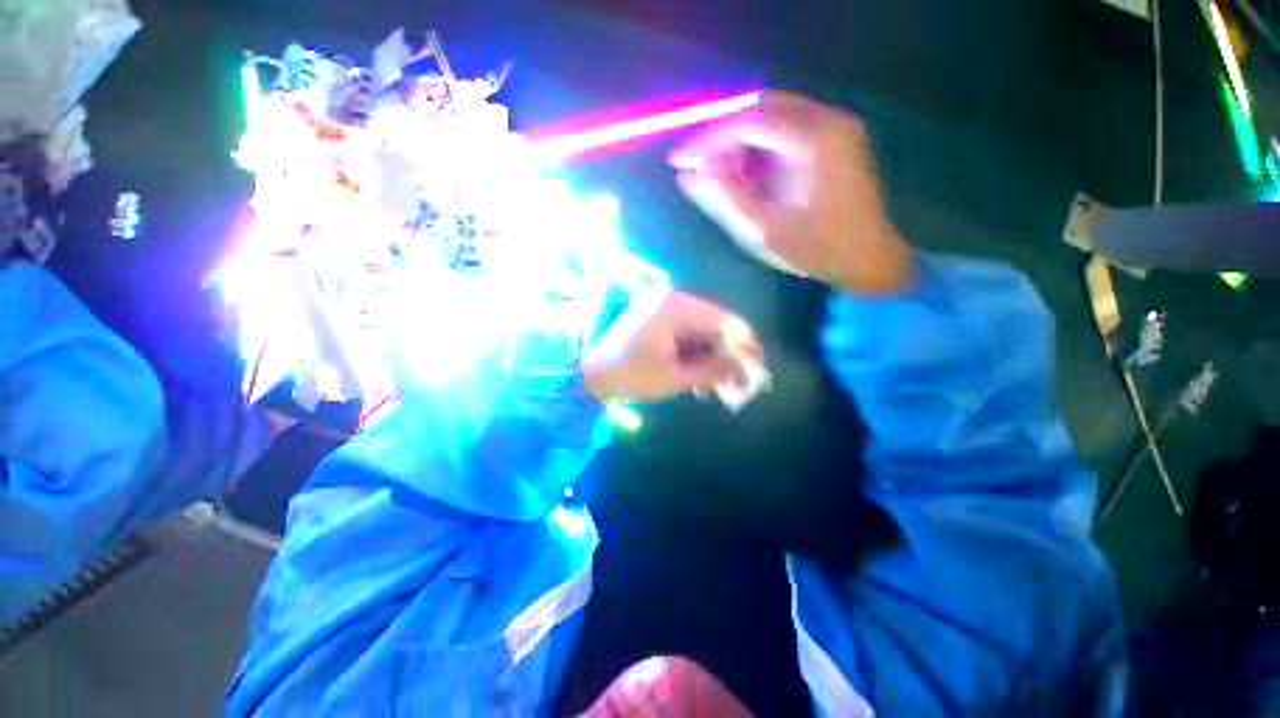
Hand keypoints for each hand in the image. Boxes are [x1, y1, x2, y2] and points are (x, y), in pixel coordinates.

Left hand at [579, 290, 761, 402]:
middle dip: (728, 357)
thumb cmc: (631, 376)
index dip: (744, 343)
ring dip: (713, 361)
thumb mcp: (675, 377)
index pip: (723, 320)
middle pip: (715, 327)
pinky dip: (697, 358)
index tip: (757, 365)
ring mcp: (666, 311)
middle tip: (739, 383)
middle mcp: (673, 301)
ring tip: (718, 389)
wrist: (593, 376)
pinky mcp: (661, 323)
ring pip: (703, 334)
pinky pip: (689, 338)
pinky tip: (701, 382)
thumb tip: (745, 366)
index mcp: (675, 307)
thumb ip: (714, 369)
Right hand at [670, 91, 912, 295]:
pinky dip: (758, 148)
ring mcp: (835, 125)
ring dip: (738, 142)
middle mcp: (829, 119)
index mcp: (816, 140)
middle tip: (697, 167)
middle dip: (722, 137)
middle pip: (760, 110)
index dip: (707, 139)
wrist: (868, 258)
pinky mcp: (834, 137)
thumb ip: (724, 200)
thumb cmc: (817, 250)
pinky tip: (745, 173)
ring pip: (771, 117)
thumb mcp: (763, 231)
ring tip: (717, 174)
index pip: (748, 121)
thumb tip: (688, 175)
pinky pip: (785, 129)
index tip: (678, 159)